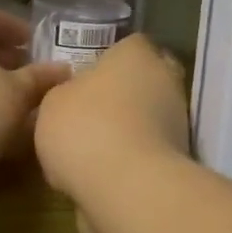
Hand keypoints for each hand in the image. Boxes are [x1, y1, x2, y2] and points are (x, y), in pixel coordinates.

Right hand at [34, 35, 190, 215]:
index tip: (87, 78)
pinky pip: (148, 150)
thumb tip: (75, 97)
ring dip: (127, 128)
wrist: (127, 187)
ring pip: (148, 117)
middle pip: (145, 79)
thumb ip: (65, 93)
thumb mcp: (52, 103)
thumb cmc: (84, 128)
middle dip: (122, 93)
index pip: (130, 45)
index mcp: (136, 54)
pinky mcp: (180, 159)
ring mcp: (178, 121)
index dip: (108, 59)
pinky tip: (103, 173)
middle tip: (89, 112)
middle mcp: (165, 80)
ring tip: (90, 150)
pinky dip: (131, 158)